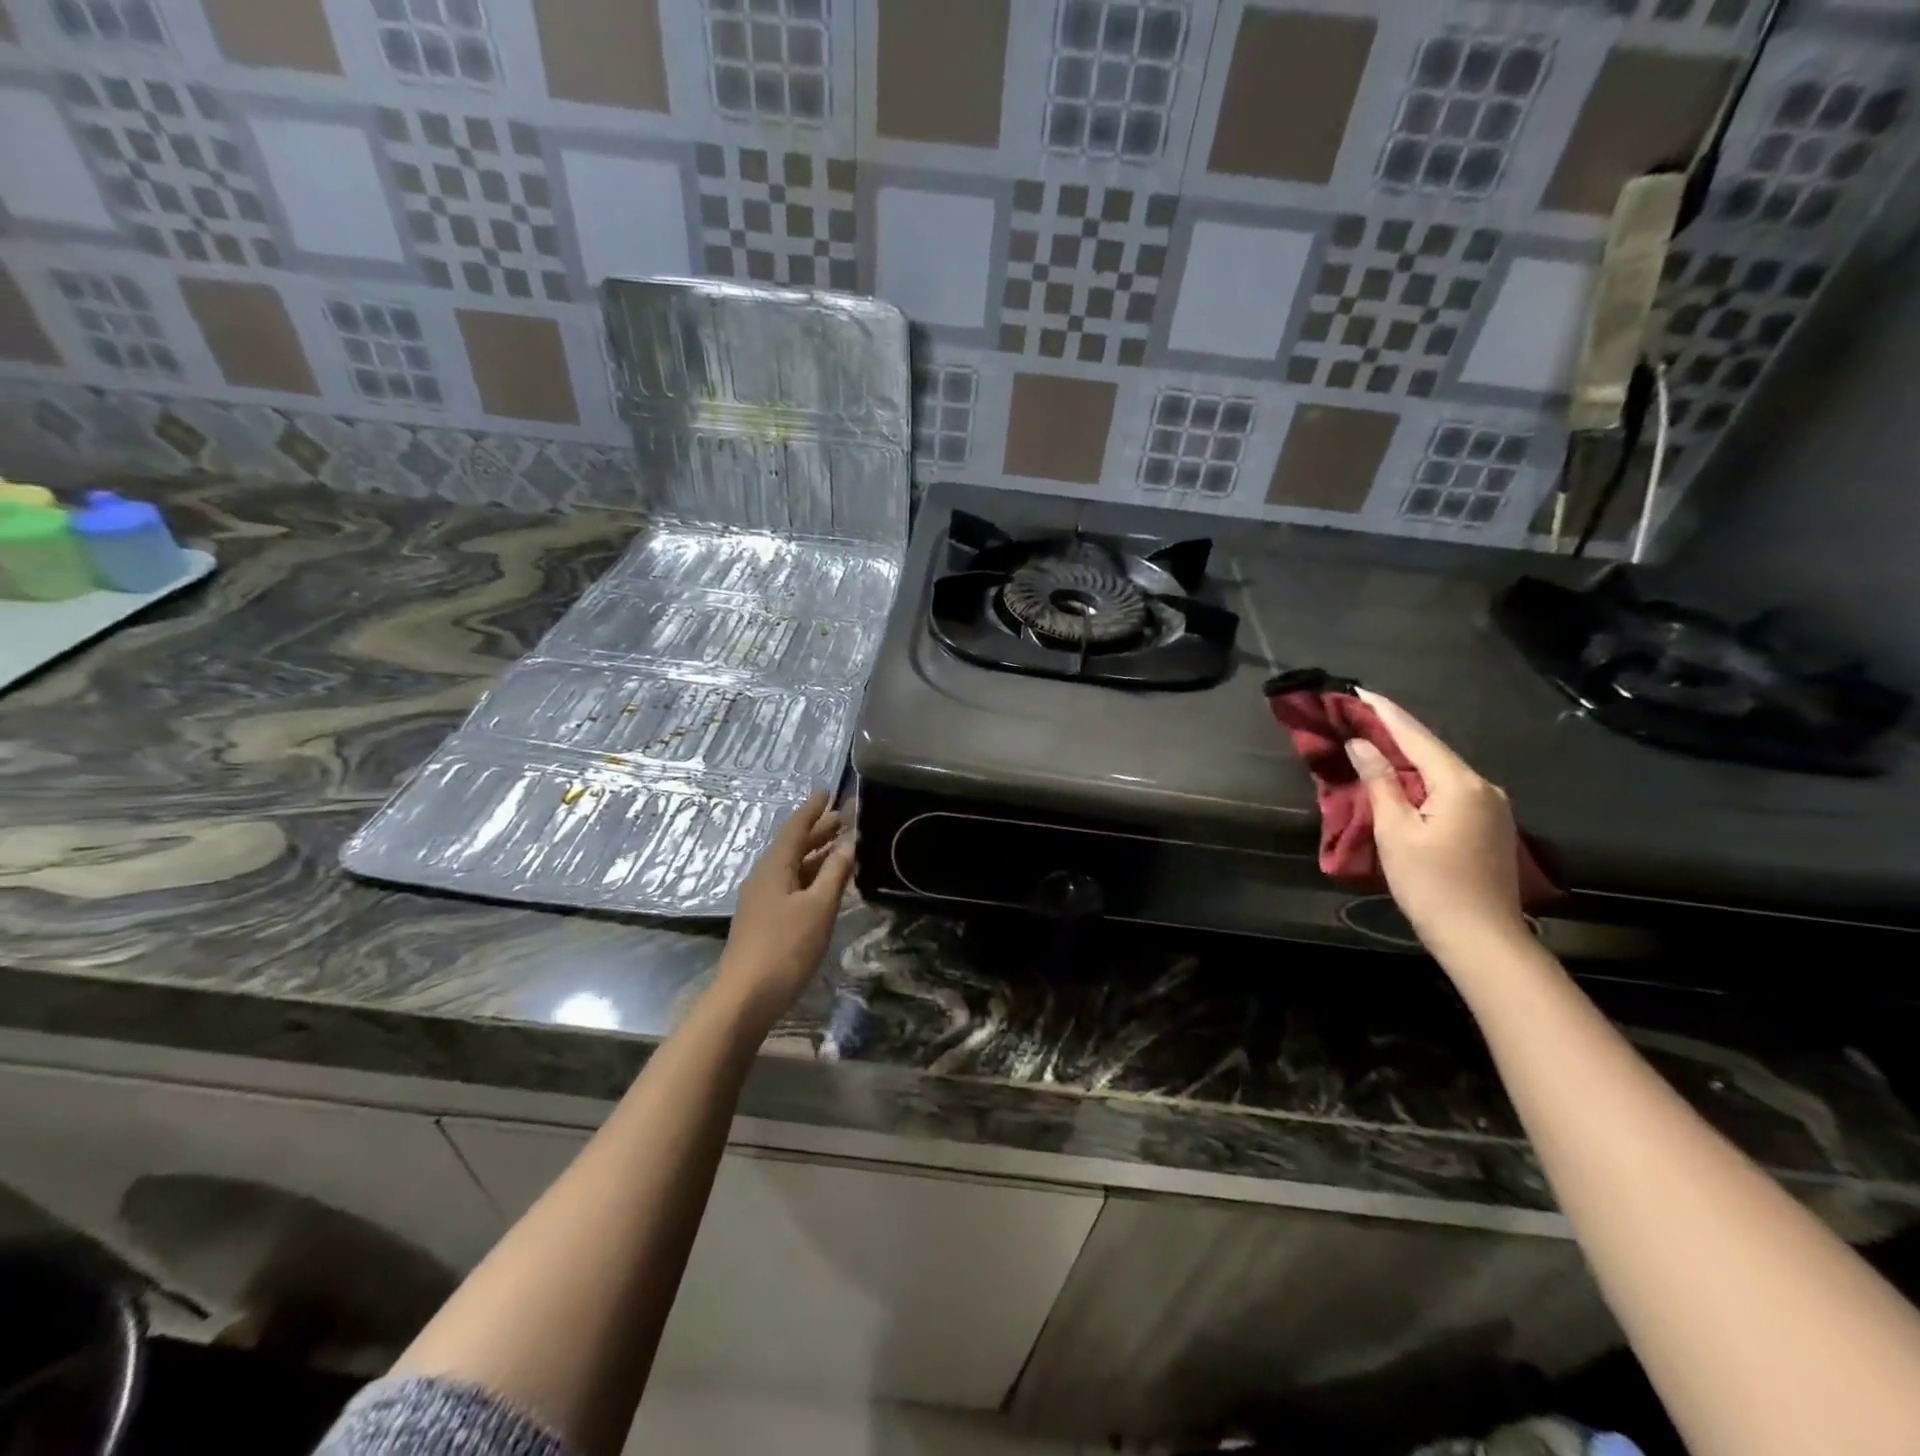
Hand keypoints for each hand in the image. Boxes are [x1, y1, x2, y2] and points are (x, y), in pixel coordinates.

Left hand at [716, 791, 854, 1022]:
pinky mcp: (764, 920)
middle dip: (817, 830)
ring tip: (839, 845)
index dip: (812, 810)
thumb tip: (848, 844)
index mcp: (774, 867)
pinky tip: (824, 883)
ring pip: (791, 866)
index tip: (828, 792)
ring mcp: (761, 900)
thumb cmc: (785, 948)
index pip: (794, 828)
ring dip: (815, 854)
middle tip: (842, 817)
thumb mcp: (819, 908)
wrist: (745, 998)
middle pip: (792, 845)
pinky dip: (809, 876)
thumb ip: (835, 874)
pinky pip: (790, 885)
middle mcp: (764, 877)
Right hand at [1345, 691, 1529, 958]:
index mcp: (1460, 783)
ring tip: (1374, 739)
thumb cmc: (1431, 884)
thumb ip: (1380, 782)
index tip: (1359, 691)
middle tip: (1359, 714)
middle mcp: (1482, 786)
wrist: (1481, 938)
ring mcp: (1491, 806)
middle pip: (1432, 749)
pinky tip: (1402, 776)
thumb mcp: (1395, 831)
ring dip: (1408, 754)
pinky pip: (1450, 788)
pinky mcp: (1489, 825)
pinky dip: (1422, 777)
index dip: (1385, 713)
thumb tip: (1362, 744)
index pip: (1416, 736)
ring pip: (1441, 769)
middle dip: (1395, 730)